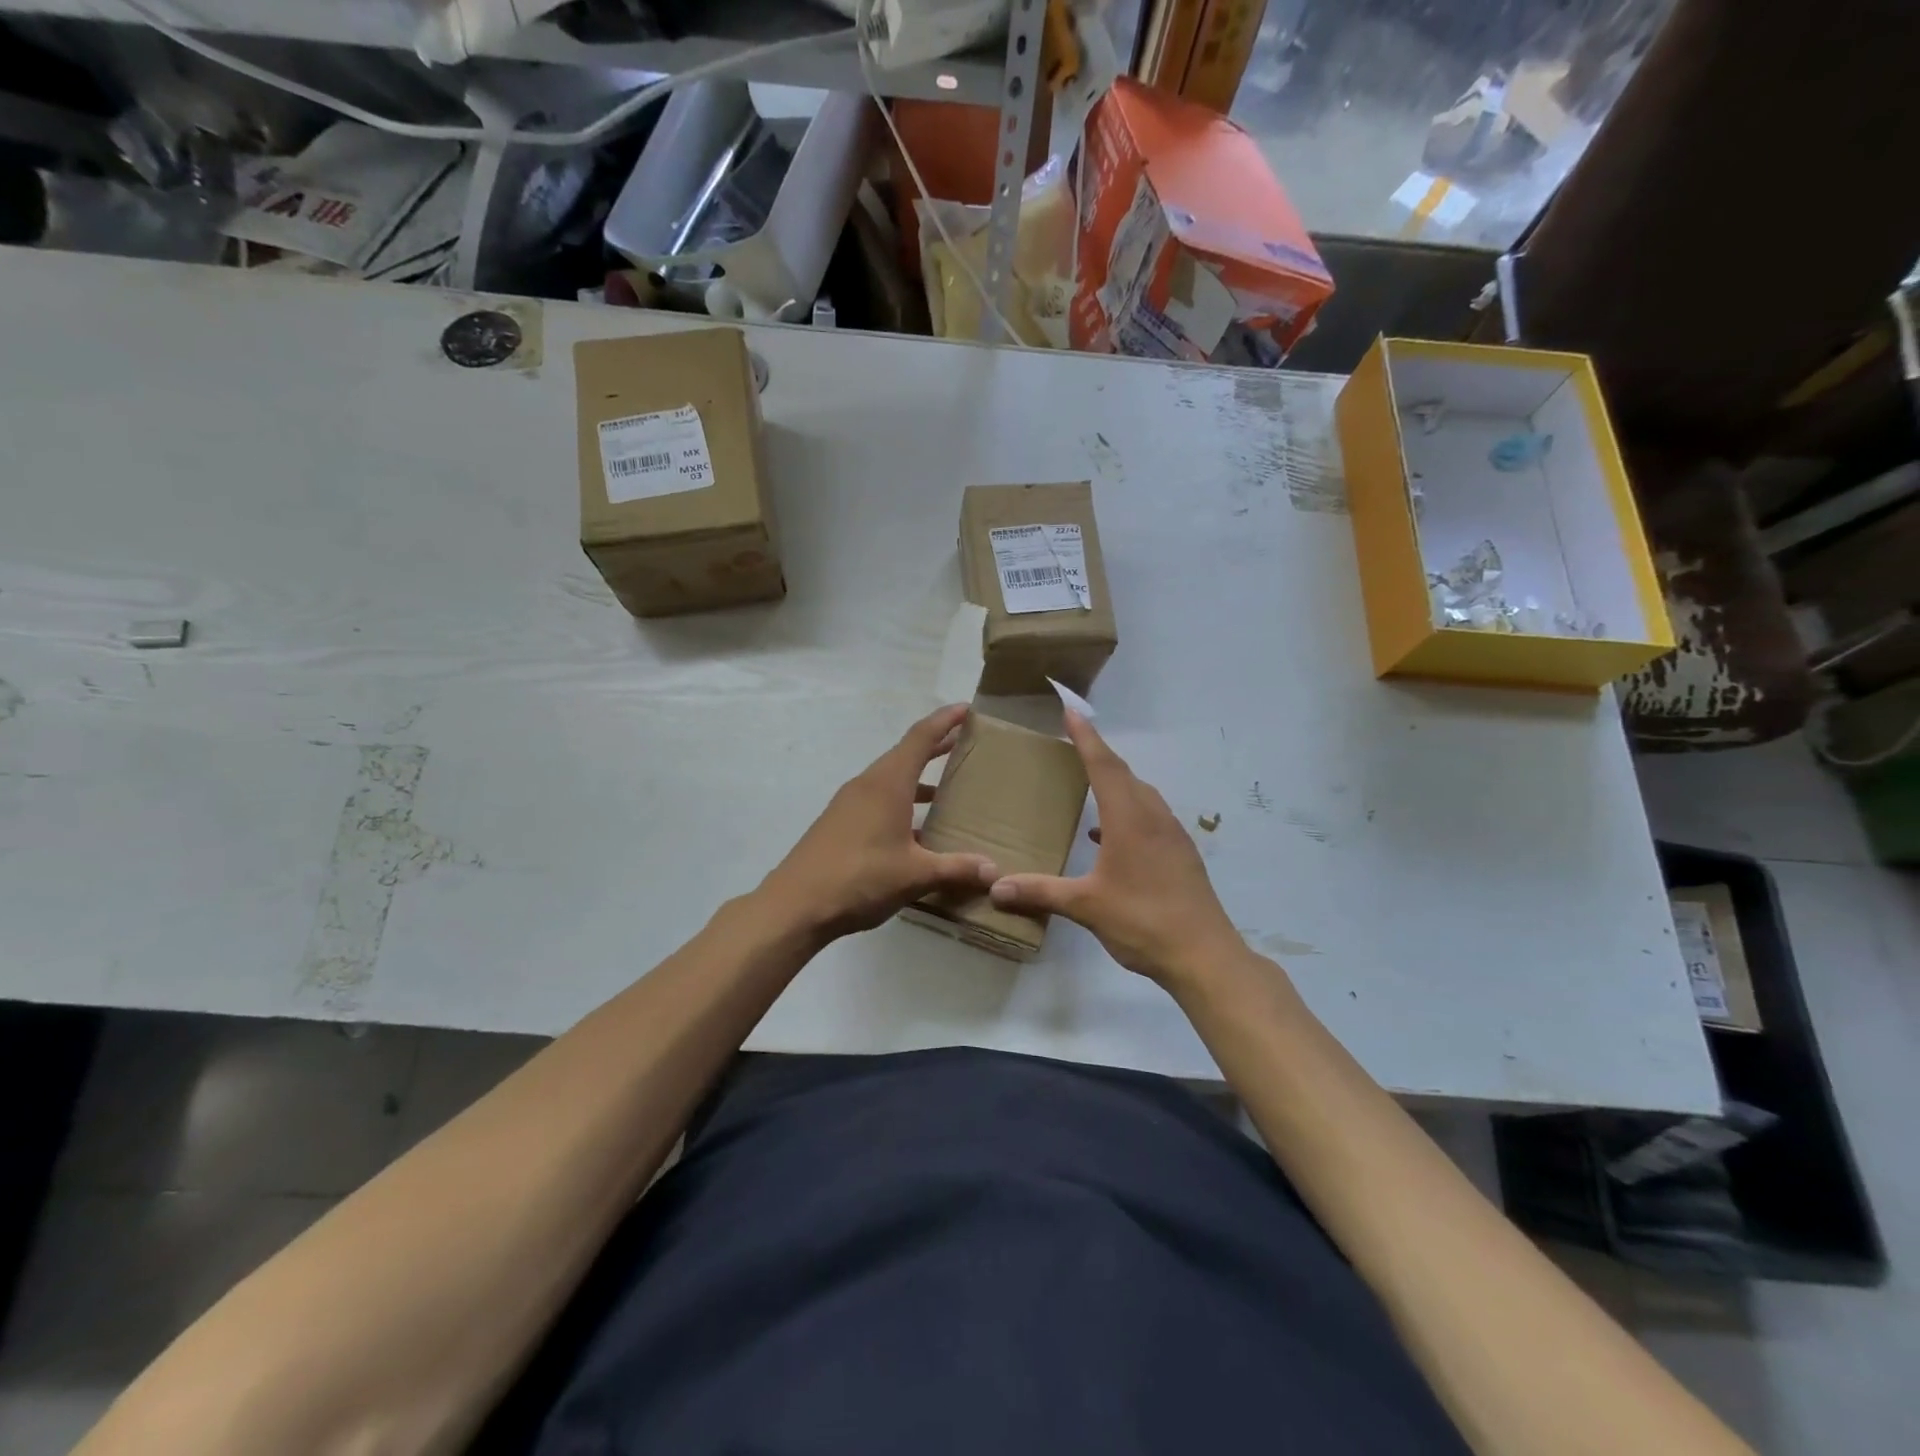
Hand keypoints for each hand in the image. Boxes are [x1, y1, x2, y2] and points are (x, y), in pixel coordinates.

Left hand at [760, 704, 999, 940]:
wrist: (796, 905)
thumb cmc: (860, 878)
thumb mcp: (915, 875)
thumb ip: (956, 869)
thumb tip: (995, 871)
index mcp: (887, 783)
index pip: (920, 737)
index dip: (944, 720)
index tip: (966, 708)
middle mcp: (867, 784)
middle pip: (905, 754)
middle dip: (936, 746)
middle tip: (965, 742)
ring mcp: (849, 803)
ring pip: (891, 779)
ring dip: (918, 778)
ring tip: (947, 787)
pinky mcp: (840, 823)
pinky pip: (878, 800)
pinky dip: (901, 802)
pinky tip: (917, 830)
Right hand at [989, 710, 1244, 984]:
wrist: (1205, 955)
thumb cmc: (1143, 921)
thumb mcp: (1086, 906)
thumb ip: (1041, 892)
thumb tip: (996, 886)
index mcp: (1130, 819)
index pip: (1104, 766)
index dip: (1086, 737)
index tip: (1071, 710)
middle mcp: (1154, 817)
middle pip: (1124, 775)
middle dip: (1098, 755)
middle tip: (1074, 743)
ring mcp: (1172, 835)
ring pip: (1141, 795)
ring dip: (1116, 783)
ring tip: (1090, 784)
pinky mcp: (1181, 854)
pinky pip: (1151, 816)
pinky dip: (1127, 812)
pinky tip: (1108, 836)